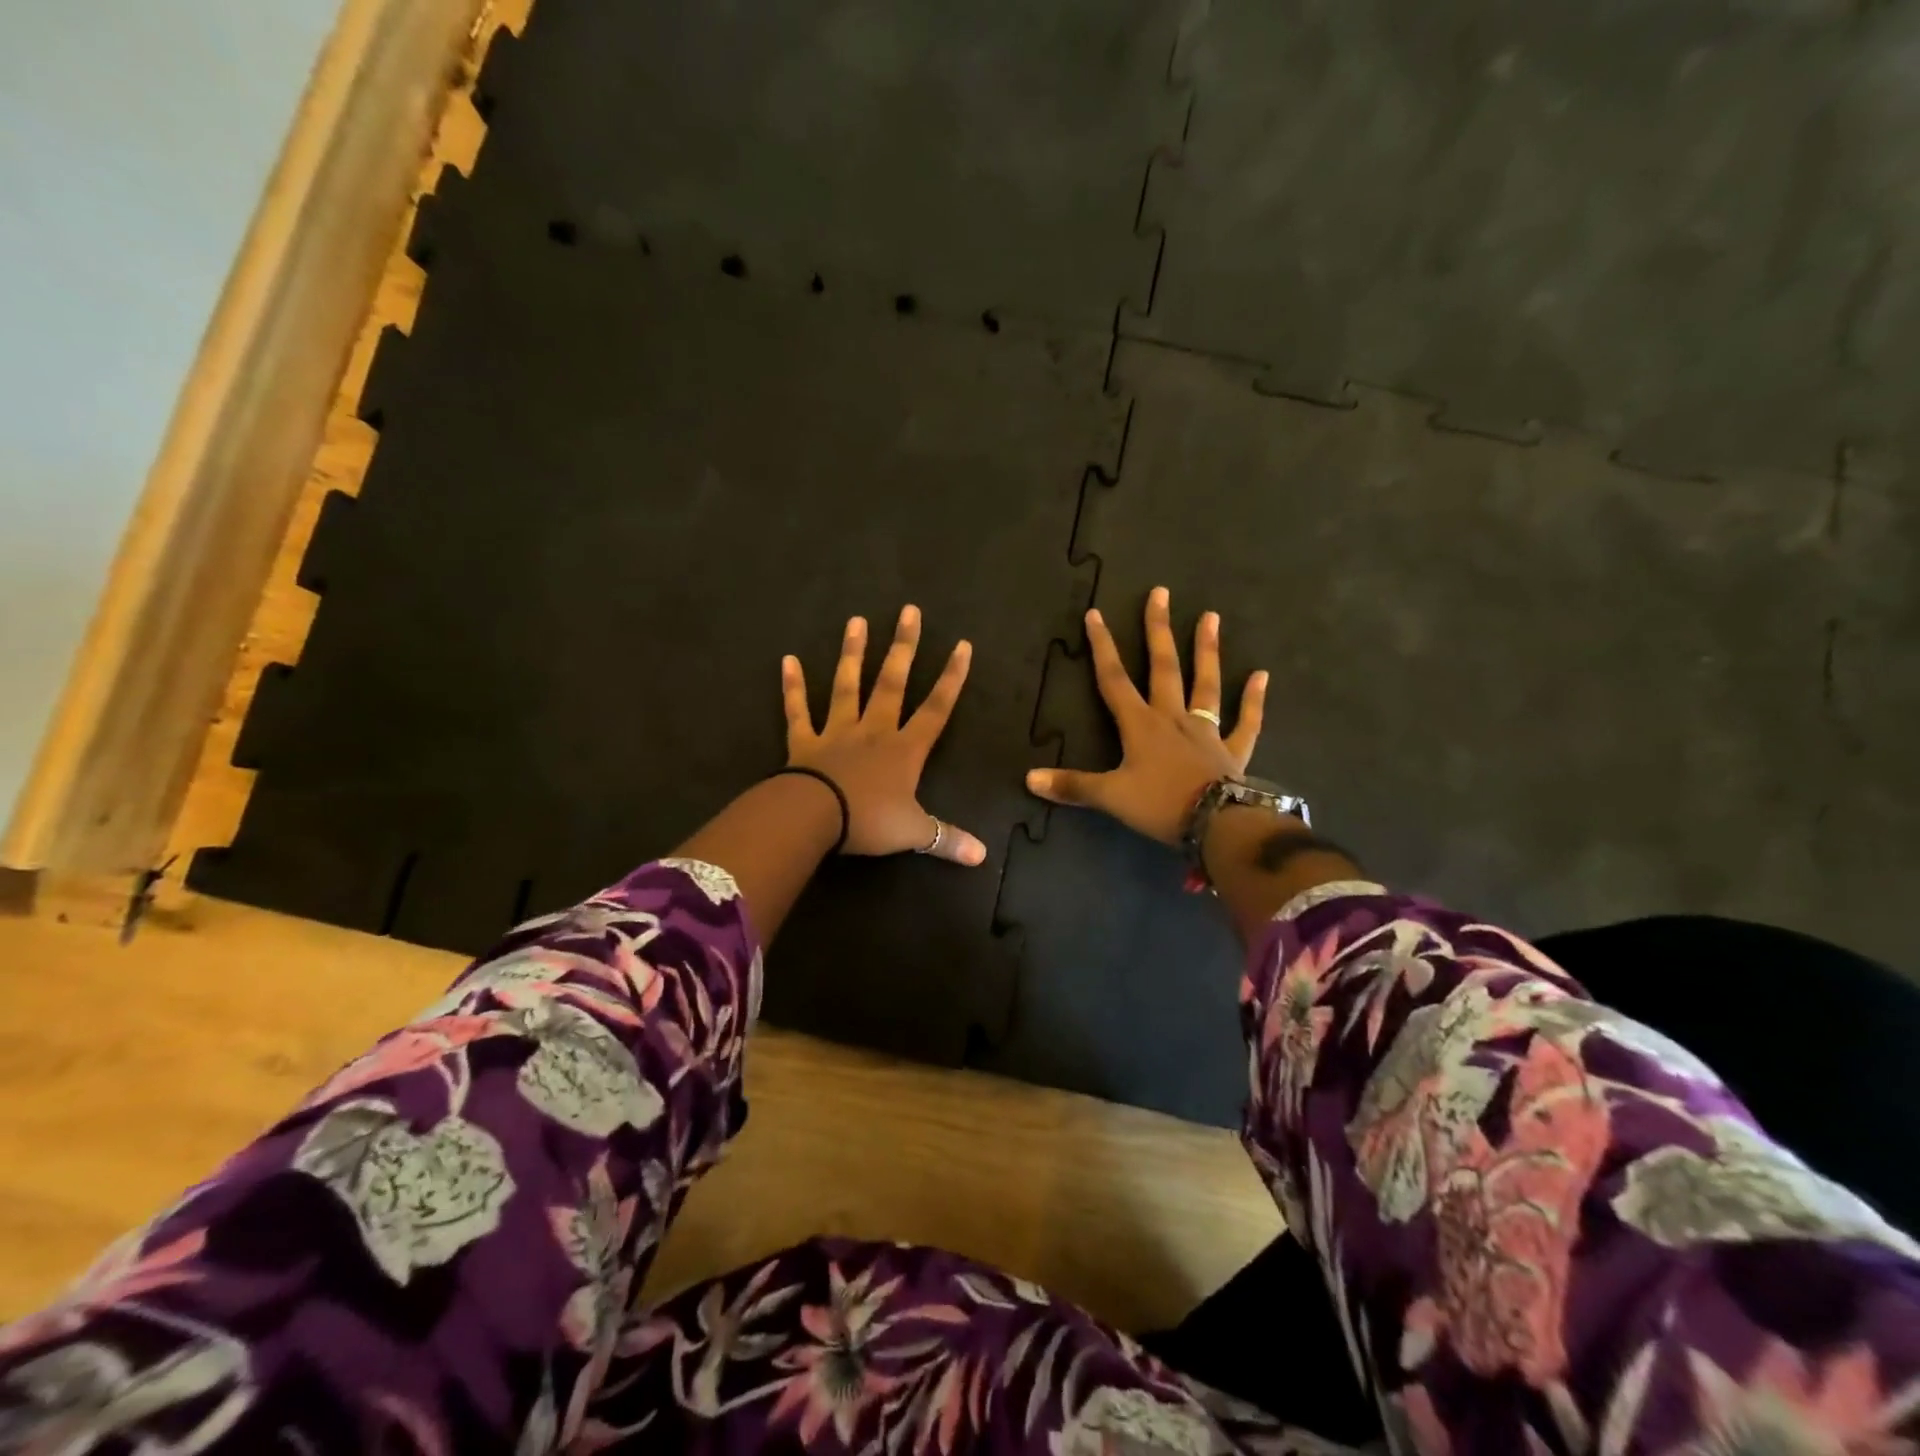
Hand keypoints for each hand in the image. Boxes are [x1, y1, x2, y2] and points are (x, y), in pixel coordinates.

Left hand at [783, 606, 986, 865]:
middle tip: (908, 611)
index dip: (951, 678)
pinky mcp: (803, 741)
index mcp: (904, 749)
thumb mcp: (914, 832)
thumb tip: (982, 857)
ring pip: (847, 686)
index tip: (962, 644)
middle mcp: (874, 730)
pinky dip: (792, 687)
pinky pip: (798, 710)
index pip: (936, 708)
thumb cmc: (869, 820)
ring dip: (852, 653)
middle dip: (903, 647)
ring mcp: (837, 731)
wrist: (814, 818)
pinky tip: (788, 660)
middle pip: (892, 683)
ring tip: (856, 620)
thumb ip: (947, 839)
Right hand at [1026, 586, 1268, 843]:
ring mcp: (1206, 732)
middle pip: (1163, 668)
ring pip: (1205, 685)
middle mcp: (1172, 719)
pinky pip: (1246, 723)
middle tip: (1161, 593)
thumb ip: (1072, 786)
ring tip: (1211, 616)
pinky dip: (1254, 700)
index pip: (1114, 680)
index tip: (1096, 614)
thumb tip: (1028, 779)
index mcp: (1140, 726)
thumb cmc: (1160, 805)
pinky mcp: (1233, 751)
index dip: (1102, 647)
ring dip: (1207, 651)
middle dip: (1158, 631)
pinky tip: (1262, 675)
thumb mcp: (1110, 797)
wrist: (1217, 824)